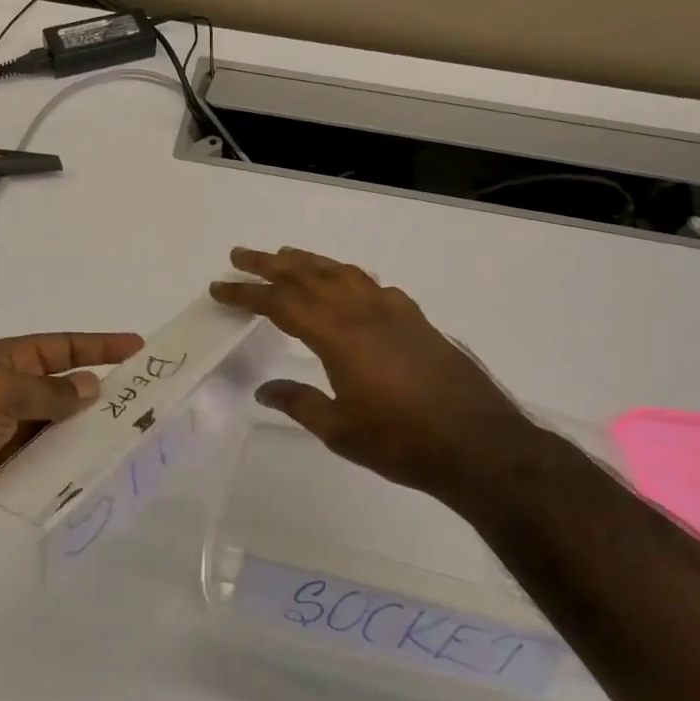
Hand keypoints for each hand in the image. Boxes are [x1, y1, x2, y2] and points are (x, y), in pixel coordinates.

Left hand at [0, 331, 143, 555]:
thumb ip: (47, 390)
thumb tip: (89, 388)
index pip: (56, 348)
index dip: (96, 346)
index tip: (136, 347)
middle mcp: (2, 396)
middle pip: (61, 388)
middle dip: (99, 391)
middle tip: (144, 397)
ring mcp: (3, 438)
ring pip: (58, 428)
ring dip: (88, 430)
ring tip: (132, 432)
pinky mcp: (4, 476)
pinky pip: (46, 465)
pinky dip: (70, 464)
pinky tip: (100, 466)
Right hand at [210, 247, 536, 500]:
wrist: (479, 445)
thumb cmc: (402, 442)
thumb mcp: (340, 431)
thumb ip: (300, 403)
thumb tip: (265, 390)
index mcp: (339, 336)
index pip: (281, 304)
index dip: (247, 293)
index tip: (219, 287)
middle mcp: (364, 312)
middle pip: (308, 275)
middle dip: (270, 264)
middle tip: (241, 255)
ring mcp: (394, 312)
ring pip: (343, 273)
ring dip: (309, 262)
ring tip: (286, 256)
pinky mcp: (417, 320)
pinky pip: (372, 285)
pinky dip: (348, 277)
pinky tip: (347, 285)